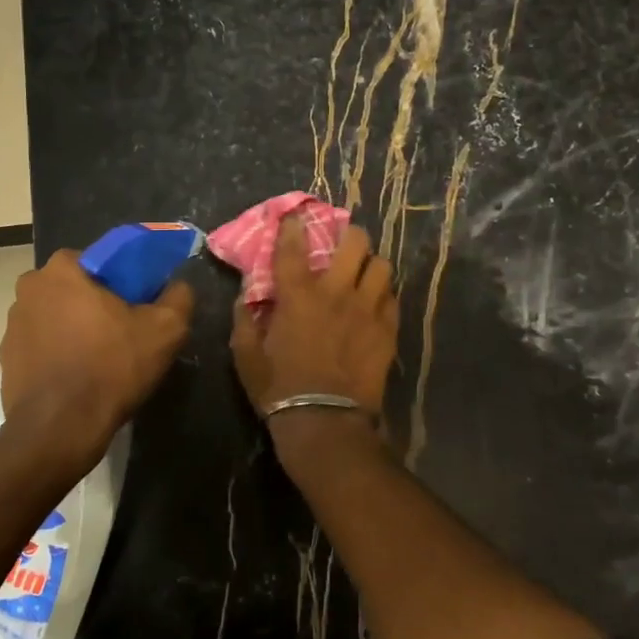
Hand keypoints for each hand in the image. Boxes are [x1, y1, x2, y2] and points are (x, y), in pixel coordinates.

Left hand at [0, 250, 193, 475]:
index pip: (100, 261)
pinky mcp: (6, 359)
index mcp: (62, 269)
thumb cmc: (111, 367)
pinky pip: (41, 347)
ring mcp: (12, 325)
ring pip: (56, 317)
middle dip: (96, 305)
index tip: (139, 305)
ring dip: (75, 330)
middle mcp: (29, 289)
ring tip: (101, 360)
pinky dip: (58, 356)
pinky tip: (79, 378)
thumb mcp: (165, 330)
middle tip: (124, 333)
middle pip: (75, 289)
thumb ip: (178, 297)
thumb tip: (179, 286)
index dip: (123, 281)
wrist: (60, 429)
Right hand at [230, 218, 398, 414]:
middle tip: (341, 244)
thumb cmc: (279, 388)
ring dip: (371, 265)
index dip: (293, 225)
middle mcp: (336, 292)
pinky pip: (393, 298)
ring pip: (382, 266)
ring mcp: (367, 310)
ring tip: (363, 274)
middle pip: (355, 242)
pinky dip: (383, 296)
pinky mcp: (387, 330)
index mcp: (298, 295)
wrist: (325, 422)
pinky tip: (375, 304)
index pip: (293, 246)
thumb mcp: (246, 356)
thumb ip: (245, 320)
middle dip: (348, 235)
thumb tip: (245, 297)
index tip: (294, 216)